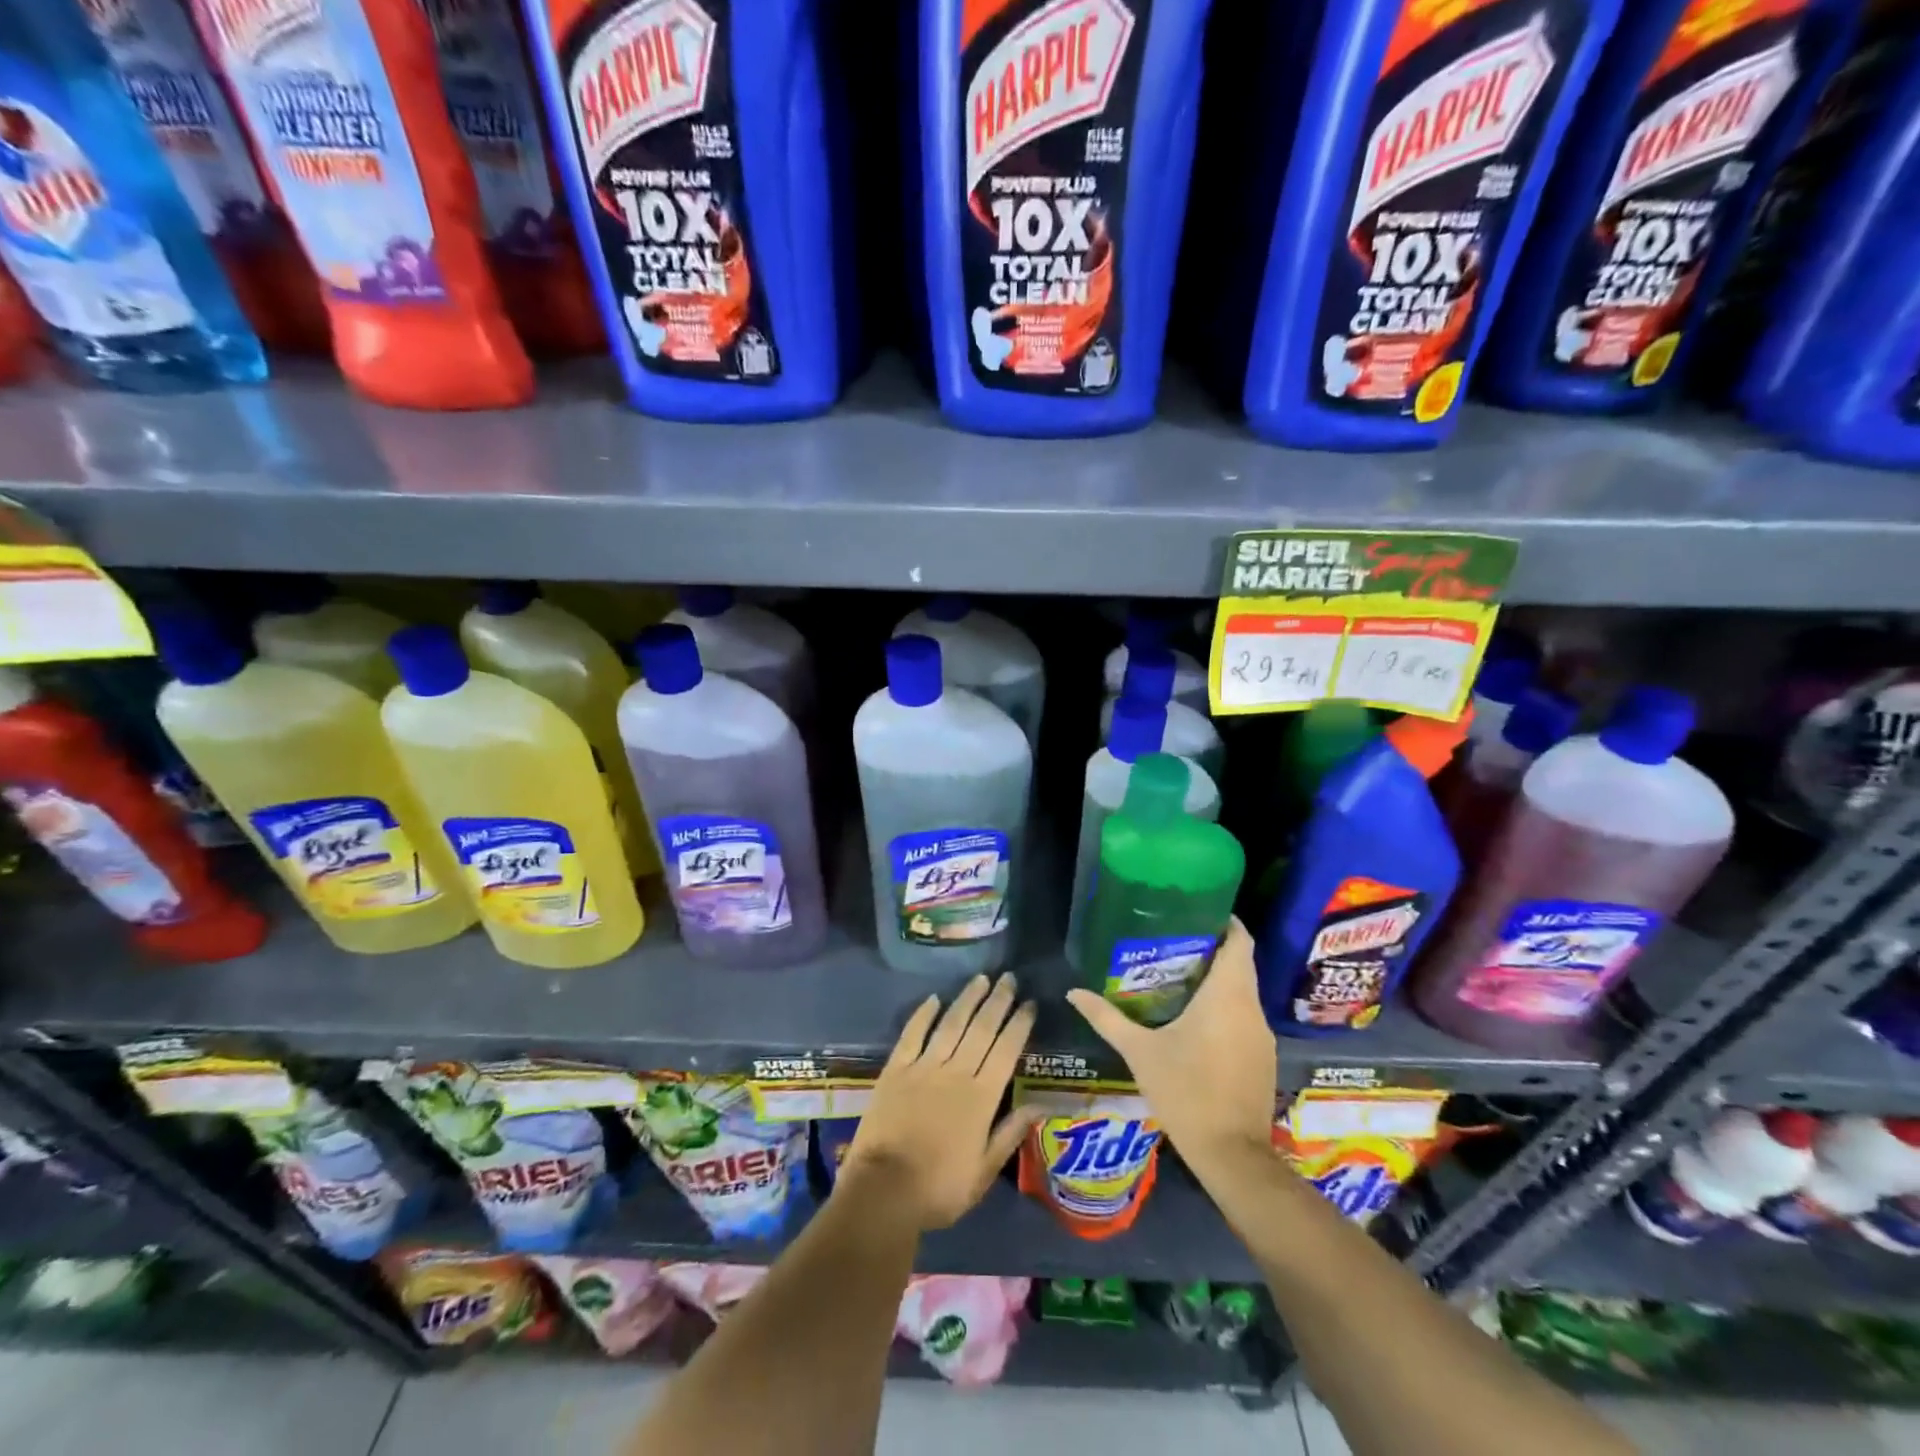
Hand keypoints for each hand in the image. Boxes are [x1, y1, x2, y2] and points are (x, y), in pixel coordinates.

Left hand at [841, 973, 1039, 1231]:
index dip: (1019, 1024)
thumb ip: (1010, 1133)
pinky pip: (912, 1034)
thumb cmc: (940, 1189)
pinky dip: (923, 1014)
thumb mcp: (984, 1171)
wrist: (884, 1191)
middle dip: (998, 1001)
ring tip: (981, 978)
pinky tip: (934, 998)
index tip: (1030, 1003)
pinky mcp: (895, 1069)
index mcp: (982, 1097)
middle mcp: (956, 1073)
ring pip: (950, 1024)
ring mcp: (923, 1067)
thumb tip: (1041, 1104)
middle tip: (1009, 977)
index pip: (1006, 1050)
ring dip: (967, 999)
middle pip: (981, 1029)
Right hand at [1066, 918, 1276, 1172]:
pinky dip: (1225, 1006)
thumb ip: (1106, 1018)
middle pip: (1241, 963)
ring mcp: (1261, 1034)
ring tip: (1179, 974)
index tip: (1197, 910)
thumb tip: (1073, 992)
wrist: (1231, 1154)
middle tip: (1174, 940)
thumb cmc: (1185, 1091)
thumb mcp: (1139, 1052)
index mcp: (1227, 995)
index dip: (1225, 921)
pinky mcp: (1263, 1057)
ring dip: (1218, 979)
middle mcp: (1250, 1007)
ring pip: (1243, 991)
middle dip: (1213, 948)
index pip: (1240, 941)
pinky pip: (1245, 1016)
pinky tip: (1196, 1018)